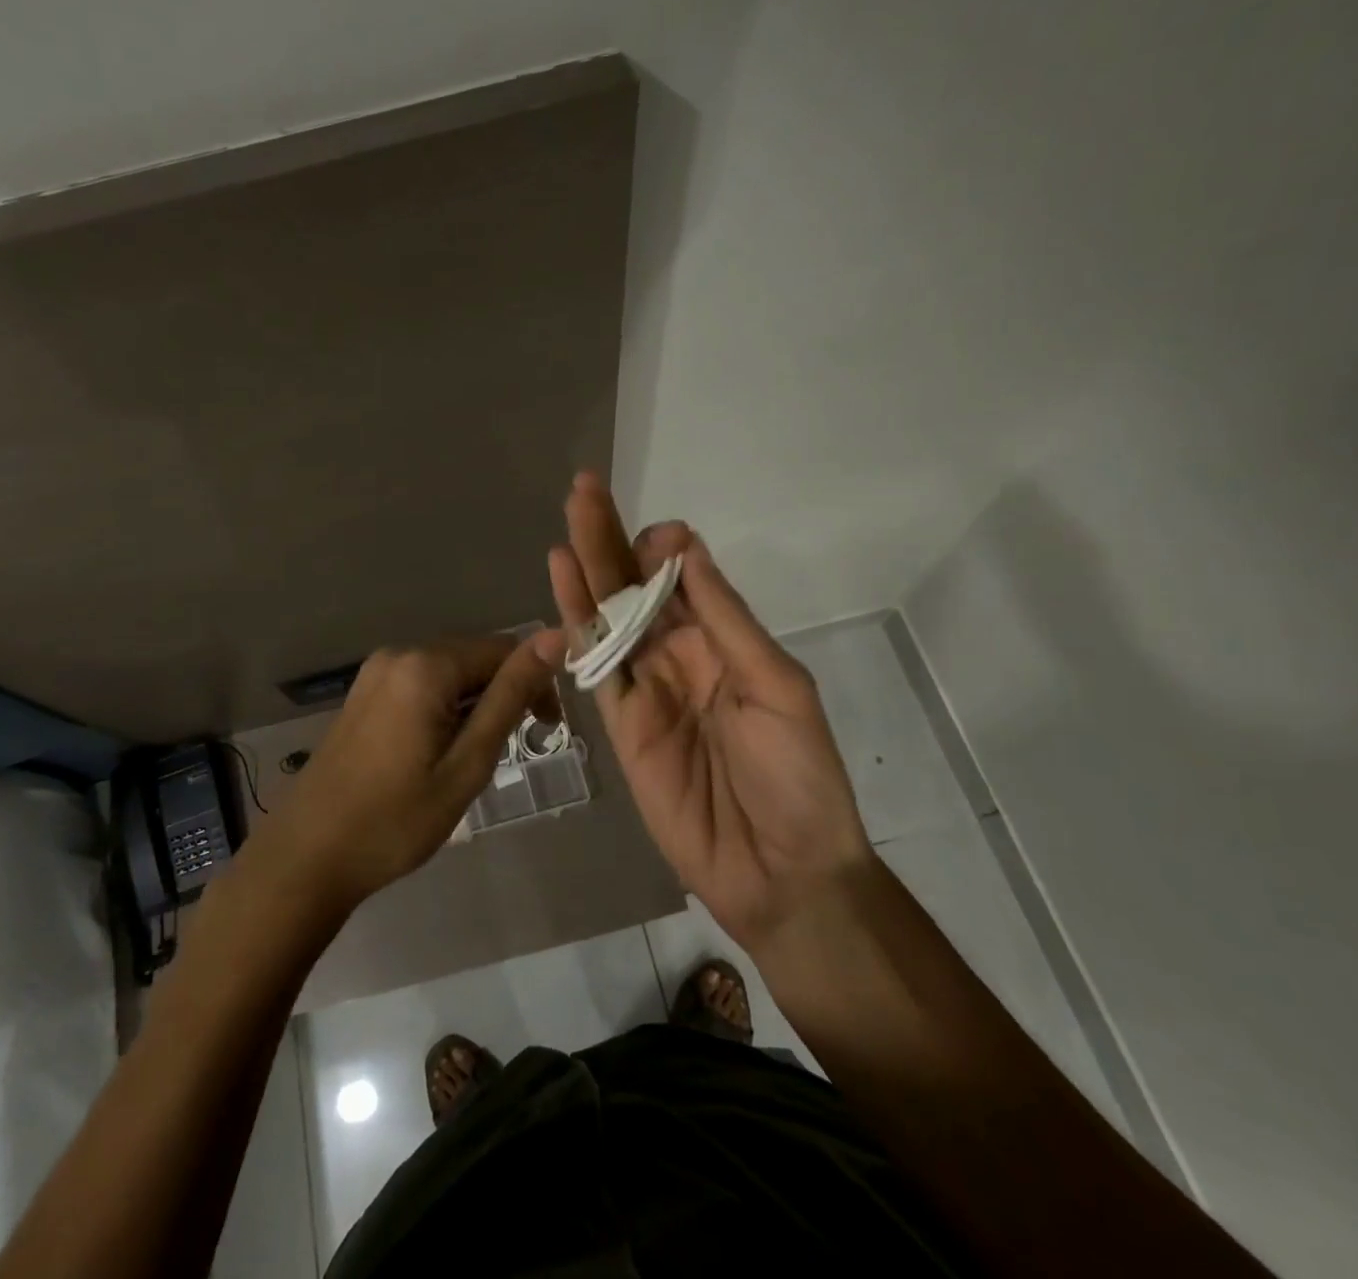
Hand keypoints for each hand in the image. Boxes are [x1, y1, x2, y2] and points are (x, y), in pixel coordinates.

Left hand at [255, 631, 565, 912]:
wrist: (307, 856)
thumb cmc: (396, 820)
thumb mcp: (467, 763)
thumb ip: (510, 697)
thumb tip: (555, 638)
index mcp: (426, 665)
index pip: (504, 649)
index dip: (535, 684)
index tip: (546, 731)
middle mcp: (399, 654)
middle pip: (474, 658)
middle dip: (503, 695)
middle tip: (506, 754)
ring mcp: (375, 673)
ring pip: (449, 674)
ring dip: (473, 706)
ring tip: (470, 761)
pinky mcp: (363, 694)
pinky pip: (421, 685)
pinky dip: (444, 710)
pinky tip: (437, 753)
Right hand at [548, 474, 872, 956]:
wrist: (779, 870)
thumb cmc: (797, 776)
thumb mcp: (777, 686)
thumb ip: (725, 621)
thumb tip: (687, 551)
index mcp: (724, 641)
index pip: (684, 577)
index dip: (666, 549)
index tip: (660, 537)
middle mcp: (679, 653)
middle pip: (636, 586)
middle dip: (612, 537)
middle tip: (585, 488)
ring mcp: (645, 686)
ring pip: (608, 615)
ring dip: (587, 565)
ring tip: (569, 515)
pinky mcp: (619, 722)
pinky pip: (594, 665)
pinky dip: (575, 622)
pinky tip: (561, 580)